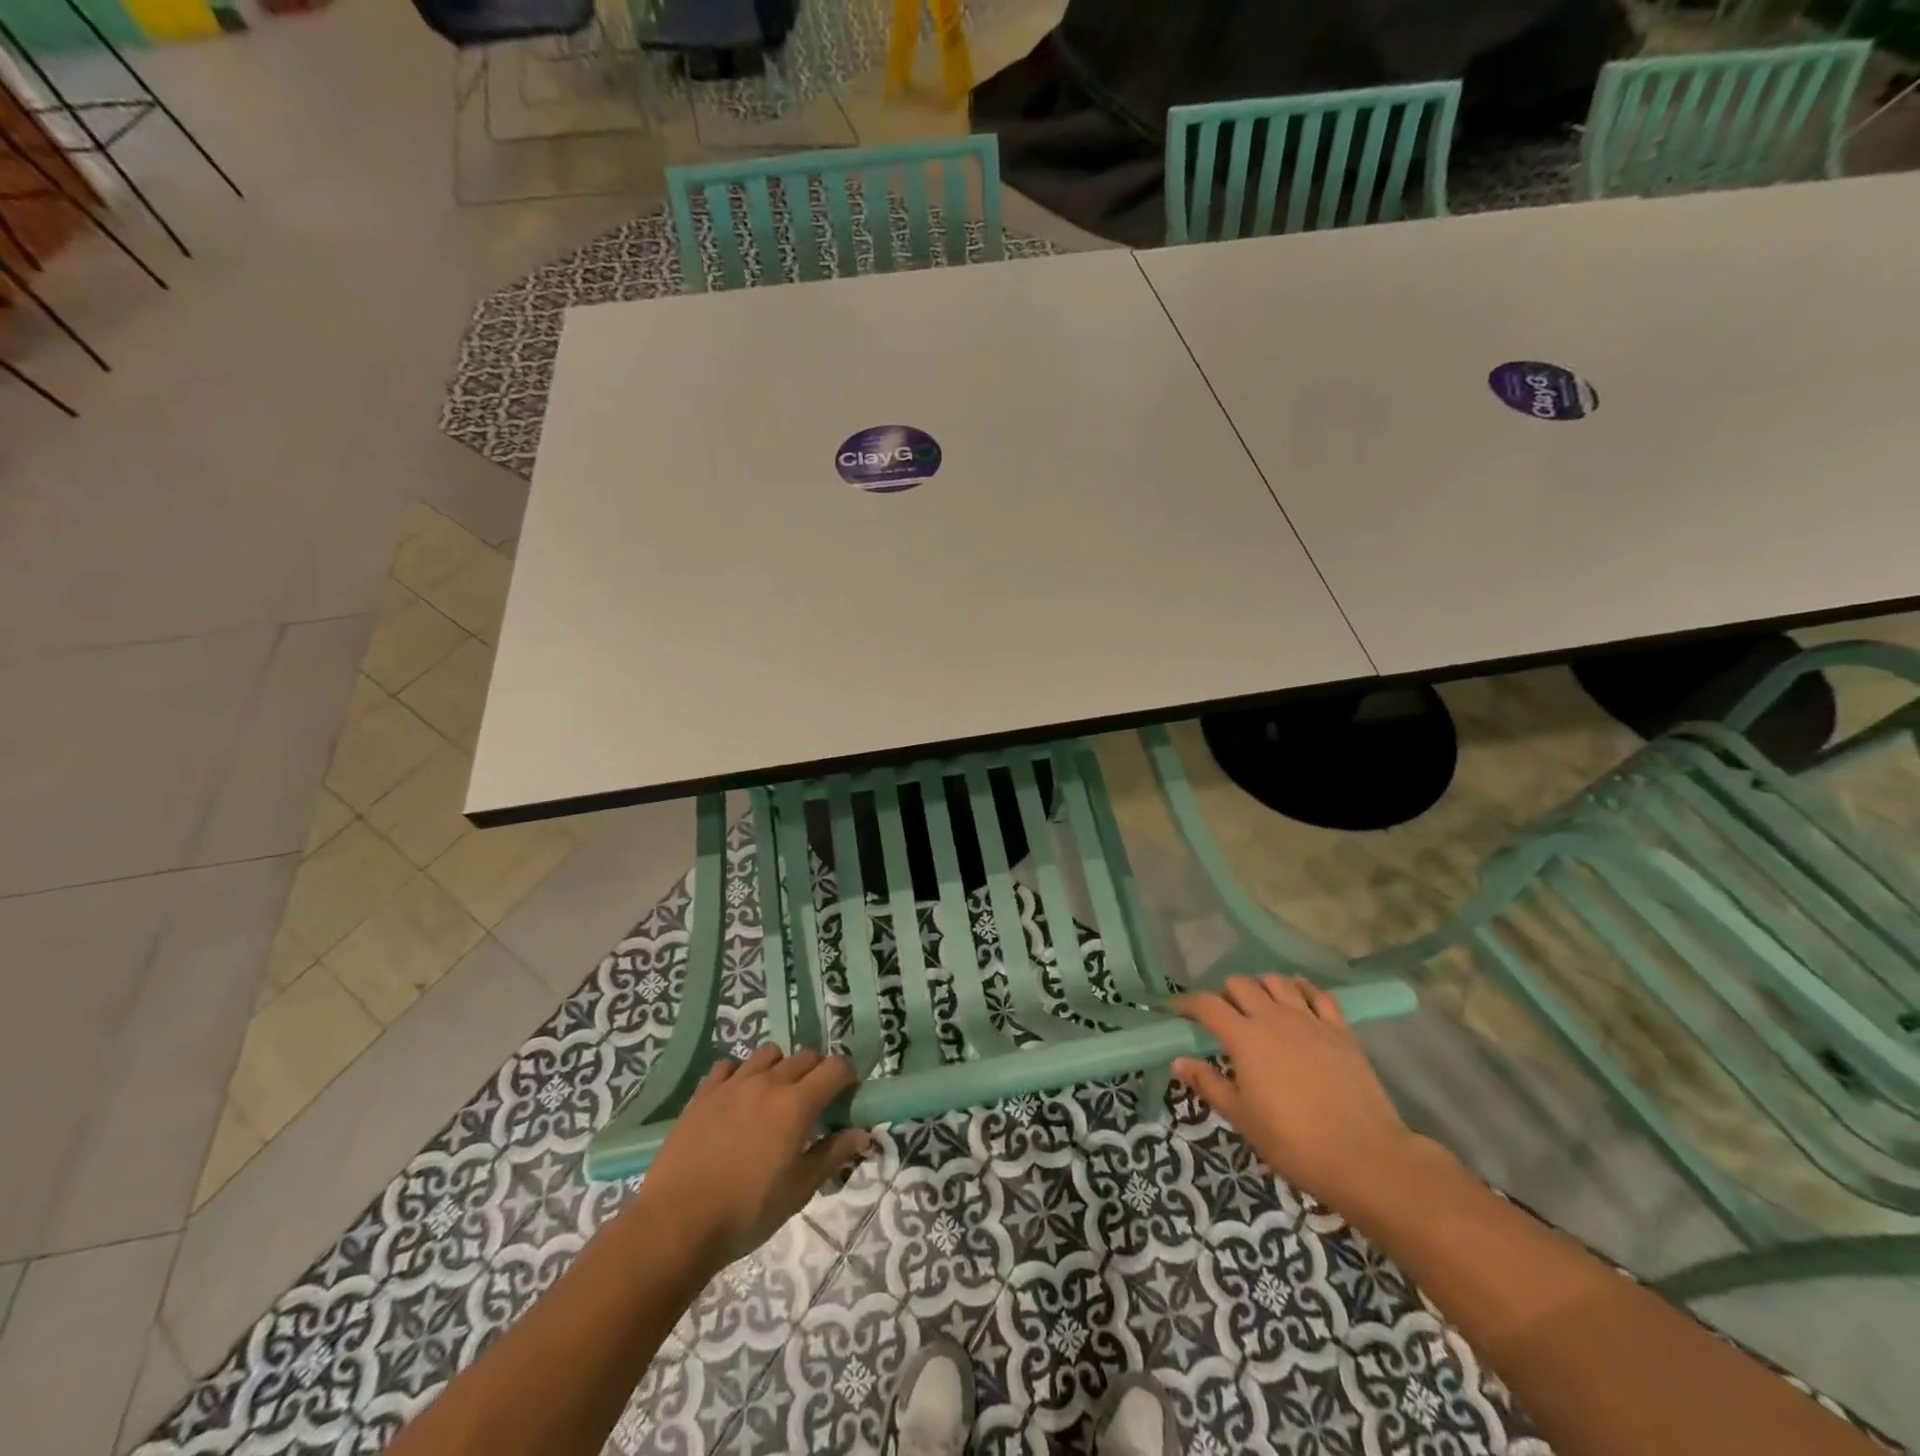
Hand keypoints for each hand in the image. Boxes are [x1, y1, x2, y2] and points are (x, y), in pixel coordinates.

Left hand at [639, 1045, 872, 1271]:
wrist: (677, 1223)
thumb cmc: (746, 1211)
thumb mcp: (798, 1190)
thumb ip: (832, 1155)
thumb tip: (863, 1134)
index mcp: (796, 1104)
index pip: (835, 1068)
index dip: (847, 1076)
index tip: (848, 1094)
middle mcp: (768, 1082)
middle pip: (804, 1057)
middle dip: (817, 1072)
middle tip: (814, 1102)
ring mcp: (732, 1084)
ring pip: (768, 1053)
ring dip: (780, 1067)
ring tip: (775, 1095)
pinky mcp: (703, 1093)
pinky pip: (728, 1066)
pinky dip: (739, 1074)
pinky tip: (736, 1098)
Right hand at [1173, 975, 1424, 1219]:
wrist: (1365, 1157)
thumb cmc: (1294, 1142)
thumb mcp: (1242, 1118)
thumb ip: (1209, 1084)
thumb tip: (1178, 1061)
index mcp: (1244, 1038)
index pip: (1207, 1005)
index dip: (1187, 1003)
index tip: (1177, 1011)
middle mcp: (1273, 1018)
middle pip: (1240, 984)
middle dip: (1225, 994)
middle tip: (1222, 1016)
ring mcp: (1310, 1020)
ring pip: (1277, 981)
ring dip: (1261, 987)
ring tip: (1259, 1005)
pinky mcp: (1340, 1030)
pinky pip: (1318, 994)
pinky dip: (1302, 990)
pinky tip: (1298, 1001)